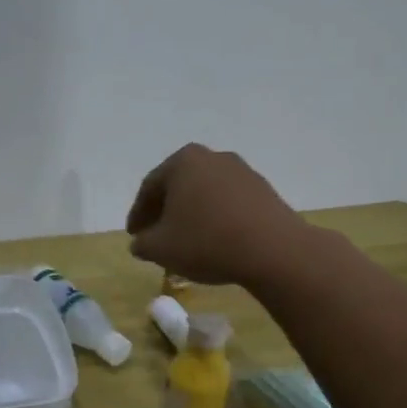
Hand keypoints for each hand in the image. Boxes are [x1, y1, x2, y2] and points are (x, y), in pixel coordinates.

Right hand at [126, 144, 311, 287]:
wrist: (272, 250)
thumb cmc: (206, 242)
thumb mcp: (160, 248)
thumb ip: (142, 243)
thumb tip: (141, 242)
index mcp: (183, 162)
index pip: (150, 187)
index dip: (138, 214)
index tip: (134, 235)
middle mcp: (212, 157)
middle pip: (178, 185)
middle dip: (164, 211)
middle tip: (155, 235)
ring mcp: (242, 171)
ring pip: (205, 193)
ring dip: (191, 214)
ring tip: (185, 240)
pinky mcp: (263, 190)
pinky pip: (228, 202)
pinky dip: (215, 218)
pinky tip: (214, 240)